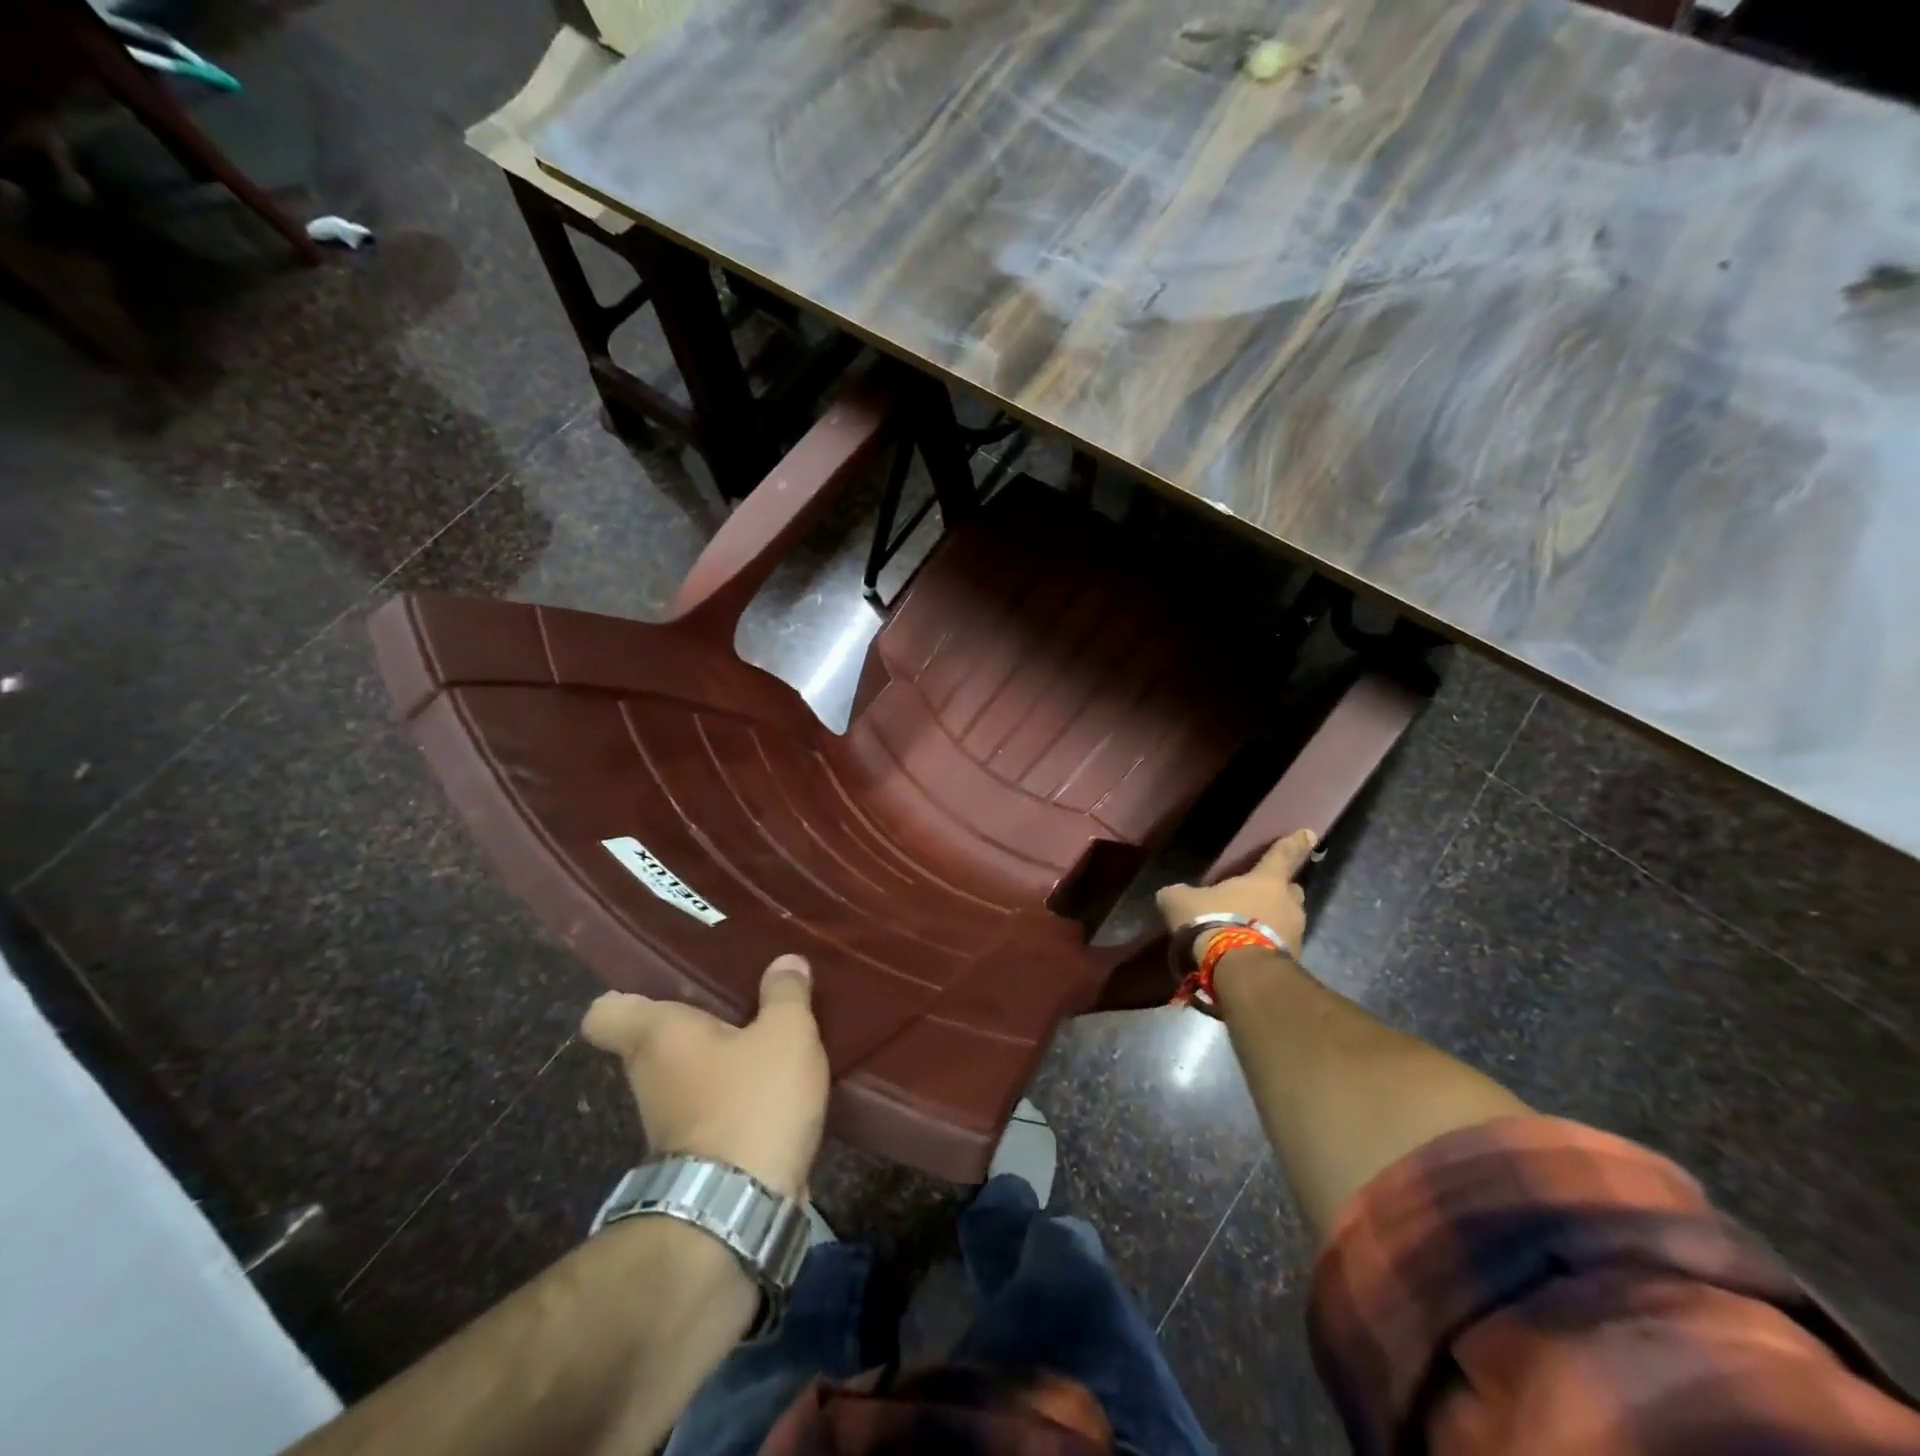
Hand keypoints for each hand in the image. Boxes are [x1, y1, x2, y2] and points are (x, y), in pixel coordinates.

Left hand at [582, 955, 828, 1198]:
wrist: (739, 1212)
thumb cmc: (752, 1101)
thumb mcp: (786, 1033)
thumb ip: (787, 993)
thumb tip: (786, 962)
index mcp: (657, 1036)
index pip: (606, 1012)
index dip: (628, 995)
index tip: (667, 986)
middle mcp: (650, 1076)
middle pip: (656, 1041)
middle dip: (695, 1023)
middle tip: (742, 999)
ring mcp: (668, 1122)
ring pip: (686, 1076)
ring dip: (721, 1062)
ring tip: (768, 1037)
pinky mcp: (695, 1156)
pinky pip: (710, 1108)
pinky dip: (735, 1098)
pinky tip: (776, 1084)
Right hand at [1154, 828, 1315, 962]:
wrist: (1238, 971)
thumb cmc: (1214, 922)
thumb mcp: (1181, 902)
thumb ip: (1179, 894)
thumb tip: (1172, 894)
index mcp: (1266, 881)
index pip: (1282, 855)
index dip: (1293, 843)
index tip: (1308, 833)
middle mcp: (1288, 904)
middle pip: (1291, 891)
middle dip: (1280, 892)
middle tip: (1261, 897)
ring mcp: (1295, 936)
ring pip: (1288, 922)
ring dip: (1273, 924)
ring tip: (1248, 932)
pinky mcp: (1292, 964)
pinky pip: (1280, 949)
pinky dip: (1266, 948)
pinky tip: (1246, 956)